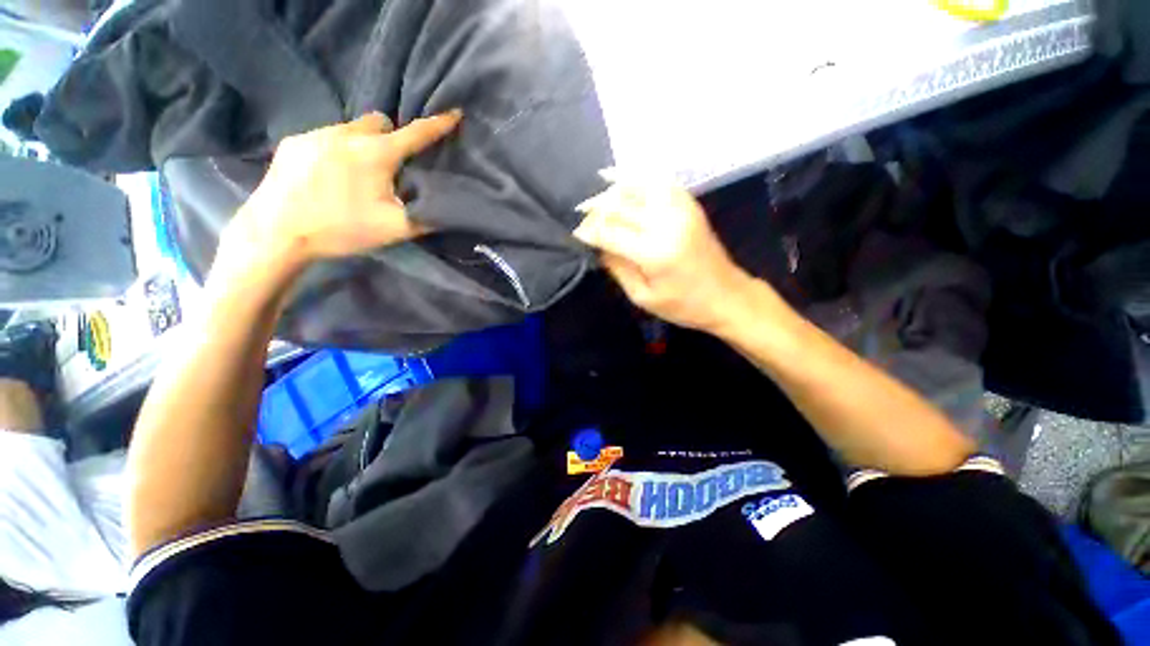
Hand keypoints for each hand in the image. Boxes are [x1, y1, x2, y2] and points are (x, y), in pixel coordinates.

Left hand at [217, 110, 461, 278]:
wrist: (277, 233)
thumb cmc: (342, 229)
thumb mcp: (395, 229)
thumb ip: (426, 216)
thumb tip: (445, 208)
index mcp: (376, 154)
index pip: (415, 134)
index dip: (438, 125)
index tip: (454, 113)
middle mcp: (346, 134)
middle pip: (379, 121)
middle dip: (390, 137)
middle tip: (390, 166)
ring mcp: (316, 134)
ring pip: (351, 129)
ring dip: (362, 145)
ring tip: (355, 175)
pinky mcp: (293, 143)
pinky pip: (325, 137)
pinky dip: (336, 151)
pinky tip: (327, 177)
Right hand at [573, 171, 753, 332]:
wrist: (727, 296)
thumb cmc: (682, 305)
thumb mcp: (642, 296)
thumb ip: (617, 268)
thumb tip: (598, 245)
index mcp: (654, 251)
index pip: (609, 231)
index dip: (588, 230)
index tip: (574, 232)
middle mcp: (666, 222)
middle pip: (620, 204)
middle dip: (595, 207)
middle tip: (580, 213)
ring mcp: (680, 208)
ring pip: (638, 186)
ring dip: (613, 188)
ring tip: (596, 190)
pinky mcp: (689, 204)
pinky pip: (659, 182)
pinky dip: (638, 178)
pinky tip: (624, 179)